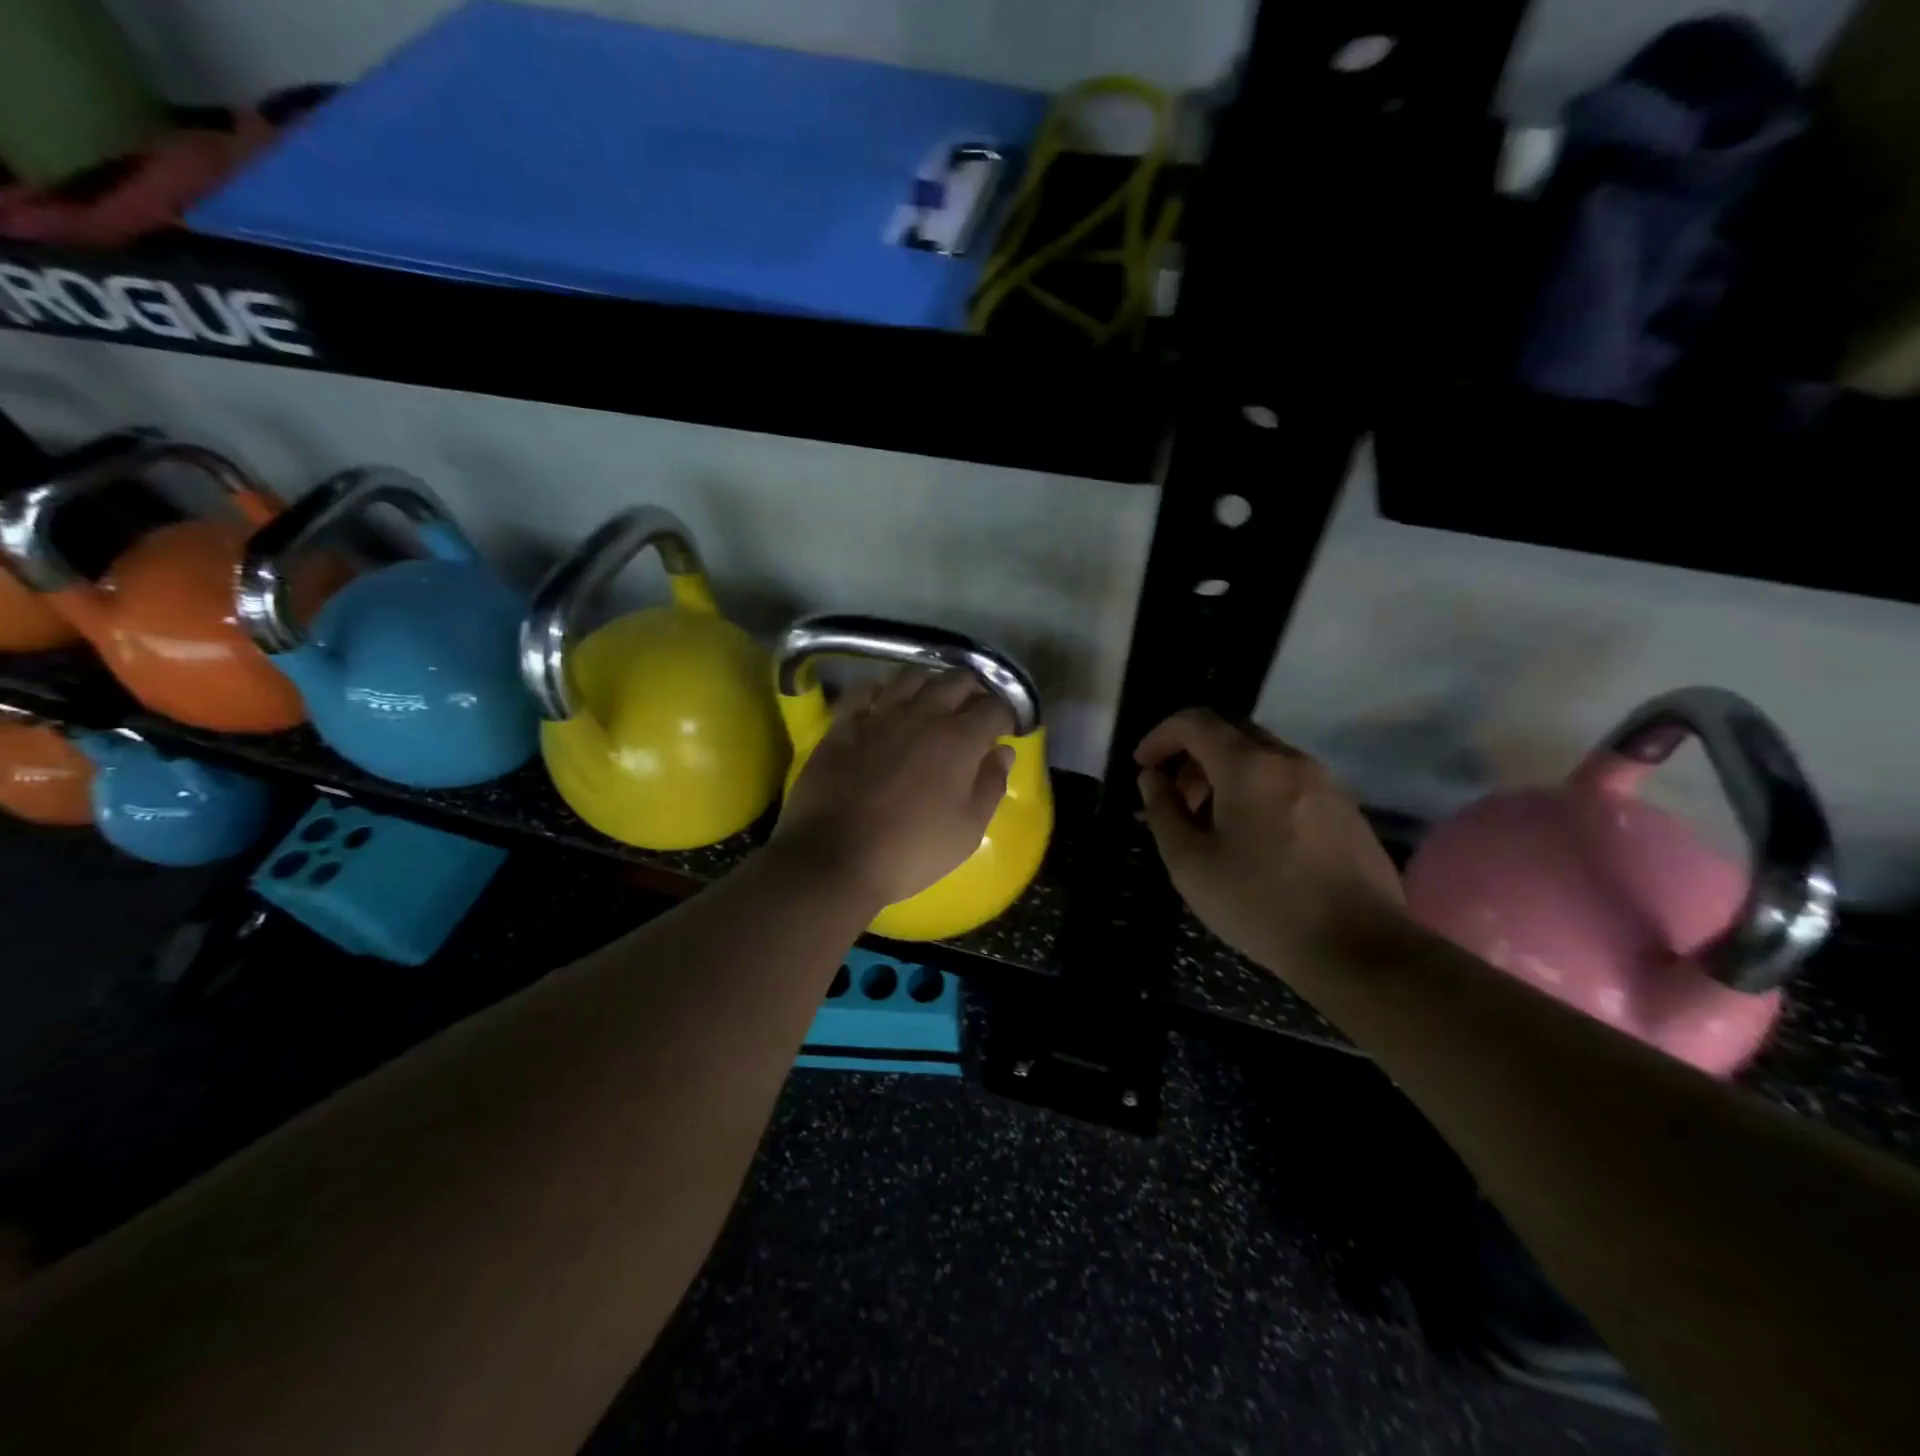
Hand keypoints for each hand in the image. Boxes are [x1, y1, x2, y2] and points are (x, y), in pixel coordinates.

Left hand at [771, 669, 1013, 910]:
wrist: (835, 857)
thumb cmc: (912, 850)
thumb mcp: (968, 830)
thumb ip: (991, 785)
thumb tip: (1003, 752)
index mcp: (959, 739)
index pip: (994, 706)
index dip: (1007, 714)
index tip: (1006, 730)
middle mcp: (923, 714)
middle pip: (956, 680)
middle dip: (974, 690)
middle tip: (975, 710)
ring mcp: (880, 714)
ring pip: (912, 675)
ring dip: (931, 683)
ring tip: (933, 701)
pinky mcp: (844, 723)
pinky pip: (865, 689)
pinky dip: (881, 690)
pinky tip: (885, 703)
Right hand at [1135, 708, 1405, 978]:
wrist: (1358, 948)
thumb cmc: (1260, 903)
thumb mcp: (1190, 863)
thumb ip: (1163, 811)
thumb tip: (1153, 778)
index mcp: (1249, 766)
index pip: (1196, 722)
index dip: (1161, 736)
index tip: (1144, 767)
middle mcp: (1291, 761)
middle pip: (1232, 733)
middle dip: (1193, 755)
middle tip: (1176, 797)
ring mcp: (1326, 784)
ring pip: (1264, 757)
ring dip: (1227, 774)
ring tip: (1211, 822)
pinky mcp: (1346, 811)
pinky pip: (1291, 781)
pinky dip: (1259, 791)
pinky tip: (1255, 839)